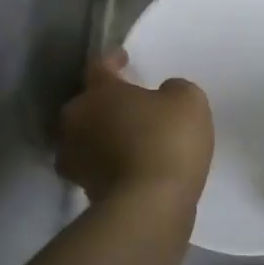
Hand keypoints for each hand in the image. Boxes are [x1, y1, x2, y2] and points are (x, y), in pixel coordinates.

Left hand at [57, 51, 213, 206]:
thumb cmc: (167, 140)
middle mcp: (76, 122)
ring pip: (88, 137)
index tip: (124, 59)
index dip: (113, 60)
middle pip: (88, 104)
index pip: (100, 67)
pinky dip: (111, 163)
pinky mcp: (83, 190)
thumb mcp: (188, 100)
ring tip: (131, 137)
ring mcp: (75, 159)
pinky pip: (97, 166)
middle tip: (130, 103)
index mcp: (98, 93)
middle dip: (106, 102)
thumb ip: (174, 89)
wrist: (149, 205)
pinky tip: (133, 165)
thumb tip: (164, 94)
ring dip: (105, 134)